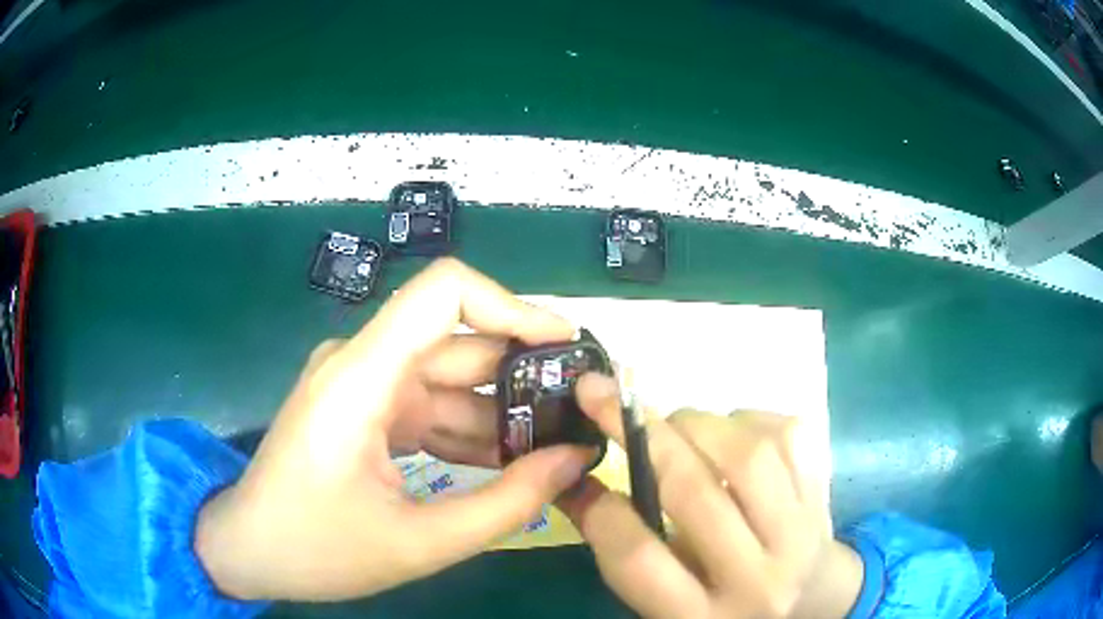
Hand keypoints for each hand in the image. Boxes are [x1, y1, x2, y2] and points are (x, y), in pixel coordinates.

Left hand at [194, 259, 592, 600]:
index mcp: (363, 376)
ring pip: (449, 382)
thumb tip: (574, 460)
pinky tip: (510, 464)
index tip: (565, 348)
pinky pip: (429, 408)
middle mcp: (362, 364)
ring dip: (501, 413)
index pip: (445, 293)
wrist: (249, 551)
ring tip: (559, 446)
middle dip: (524, 375)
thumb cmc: (316, 548)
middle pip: (458, 344)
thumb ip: (506, 504)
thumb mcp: (419, 542)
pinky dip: (470, 432)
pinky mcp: (363, 411)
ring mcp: (362, 387)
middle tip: (582, 413)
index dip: (512, 306)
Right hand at [559, 374, 862, 618]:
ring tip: (675, 424)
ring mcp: (800, 532)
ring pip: (747, 455)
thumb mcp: (666, 603)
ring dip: (697, 422)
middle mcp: (756, 578)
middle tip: (606, 398)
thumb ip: (622, 549)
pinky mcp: (823, 493)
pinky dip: (746, 418)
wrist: (813, 602)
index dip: (601, 509)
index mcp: (702, 618)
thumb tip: (571, 481)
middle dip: (642, 434)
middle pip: (695, 494)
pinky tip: (731, 432)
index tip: (577, 471)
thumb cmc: (725, 608)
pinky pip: (785, 433)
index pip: (640, 559)